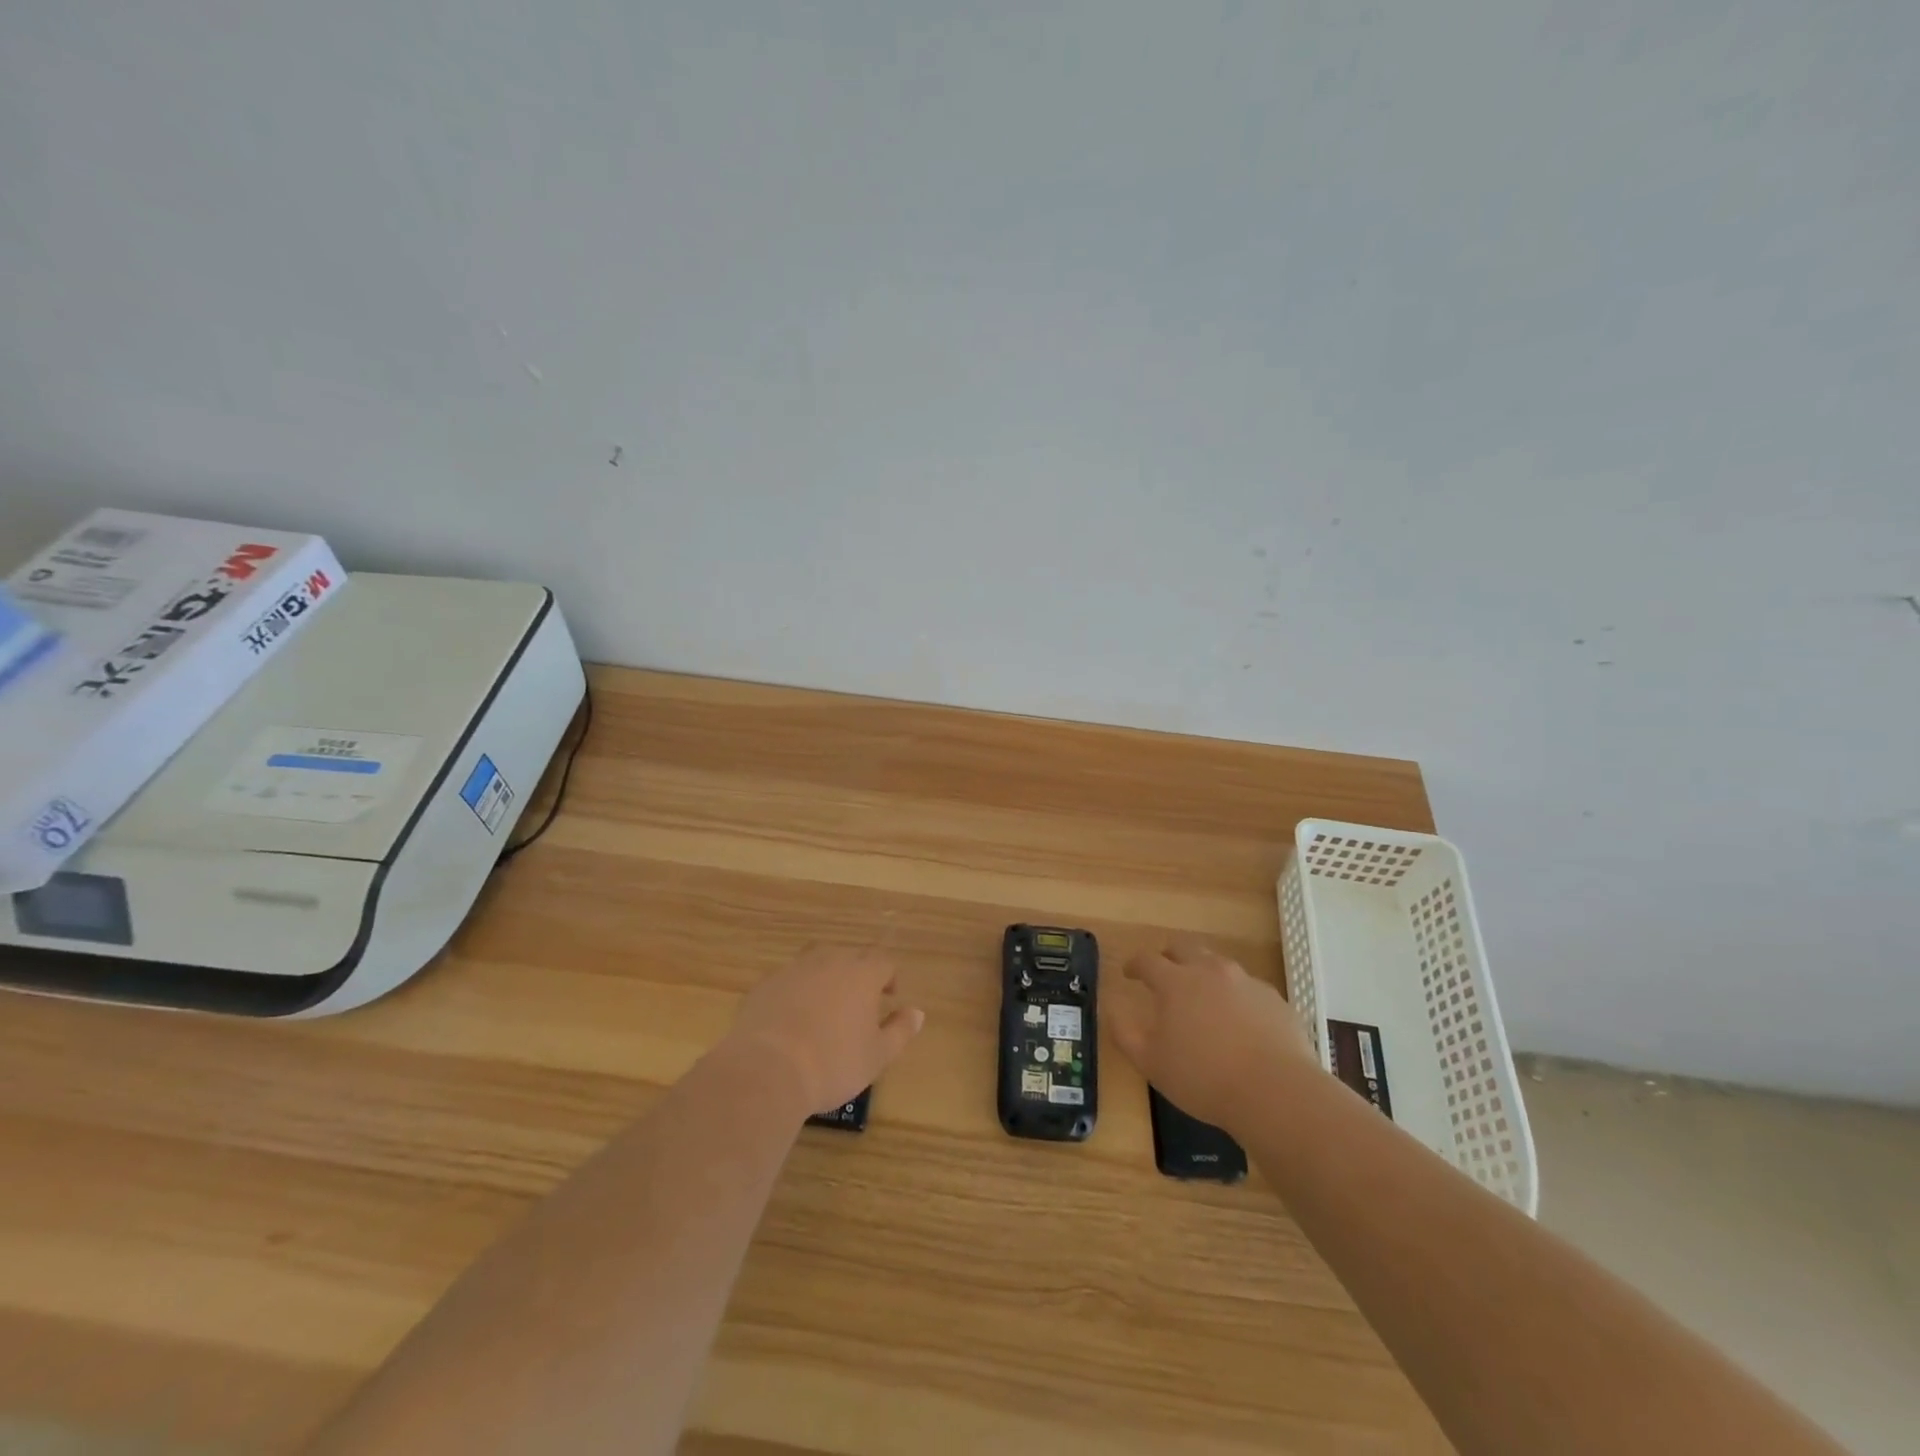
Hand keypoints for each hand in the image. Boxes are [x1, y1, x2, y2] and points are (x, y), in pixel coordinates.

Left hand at [725, 945, 925, 1116]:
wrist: (767, 1070)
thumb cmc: (833, 1063)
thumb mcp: (878, 1056)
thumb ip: (901, 1031)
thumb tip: (917, 1012)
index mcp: (862, 974)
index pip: (883, 962)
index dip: (889, 977)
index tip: (888, 997)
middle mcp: (829, 961)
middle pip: (850, 957)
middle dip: (857, 975)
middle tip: (857, 1005)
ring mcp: (794, 969)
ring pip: (817, 963)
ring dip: (825, 979)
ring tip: (824, 1008)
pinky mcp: (766, 984)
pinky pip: (788, 980)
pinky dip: (795, 992)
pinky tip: (792, 1019)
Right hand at [1107, 938, 1316, 1134]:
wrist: (1276, 1092)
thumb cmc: (1204, 1078)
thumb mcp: (1151, 1063)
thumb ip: (1125, 1034)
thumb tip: (1110, 1009)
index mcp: (1176, 982)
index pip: (1148, 960)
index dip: (1135, 964)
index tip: (1129, 973)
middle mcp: (1210, 971)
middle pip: (1184, 948)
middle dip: (1169, 956)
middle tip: (1163, 972)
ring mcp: (1246, 982)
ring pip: (1218, 963)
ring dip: (1203, 971)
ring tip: (1201, 995)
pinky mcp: (1274, 999)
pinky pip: (1247, 987)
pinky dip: (1235, 995)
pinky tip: (1238, 1020)